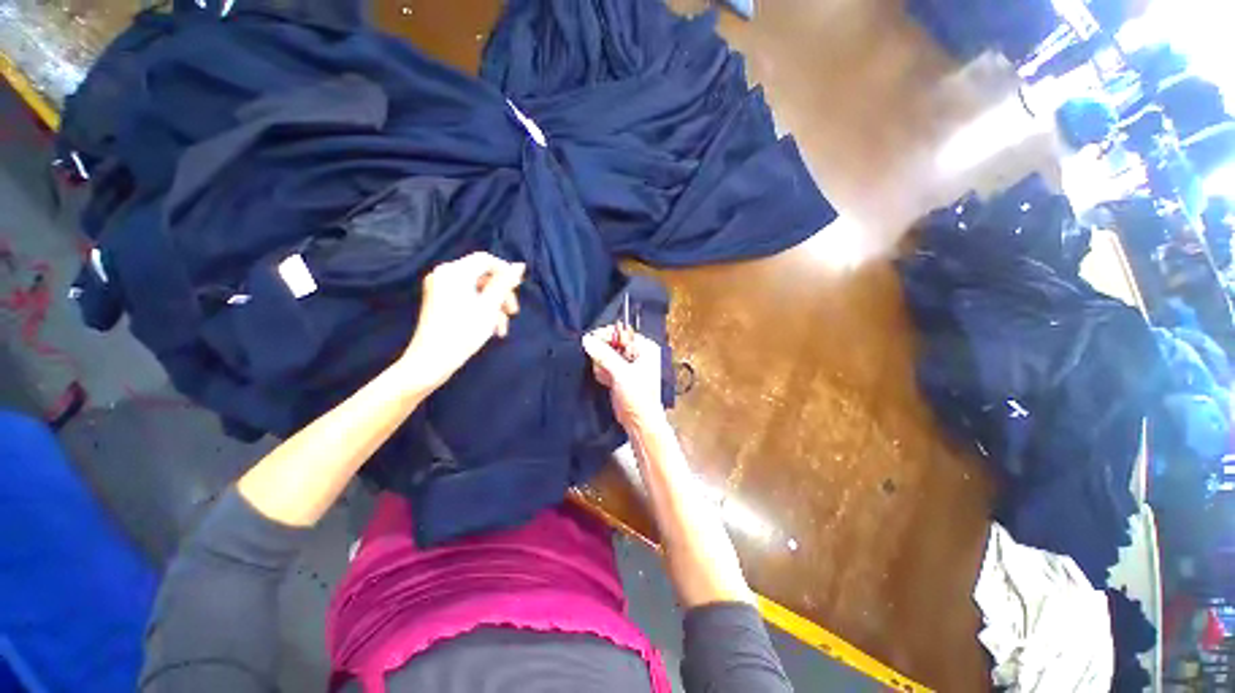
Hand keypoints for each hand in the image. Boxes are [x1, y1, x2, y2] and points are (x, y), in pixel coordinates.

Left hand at [402, 253, 524, 388]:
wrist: (431, 360)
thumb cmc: (463, 332)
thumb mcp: (489, 307)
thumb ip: (504, 283)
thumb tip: (519, 265)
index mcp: (455, 272)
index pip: (486, 260)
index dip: (505, 272)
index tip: (518, 290)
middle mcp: (445, 274)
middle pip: (483, 275)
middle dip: (501, 294)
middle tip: (513, 313)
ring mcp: (440, 287)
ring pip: (477, 289)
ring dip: (494, 306)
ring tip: (502, 328)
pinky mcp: (439, 300)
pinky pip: (467, 297)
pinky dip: (481, 309)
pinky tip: (490, 328)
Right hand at [582, 325, 665, 433]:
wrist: (640, 422)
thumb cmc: (640, 399)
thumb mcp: (621, 373)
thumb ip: (604, 355)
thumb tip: (588, 340)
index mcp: (645, 348)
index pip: (621, 332)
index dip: (606, 335)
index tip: (591, 340)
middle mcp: (638, 354)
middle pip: (612, 343)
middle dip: (603, 353)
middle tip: (601, 364)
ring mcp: (629, 365)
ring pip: (606, 355)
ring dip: (601, 364)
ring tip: (606, 376)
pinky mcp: (620, 375)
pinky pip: (605, 366)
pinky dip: (602, 372)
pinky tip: (606, 381)